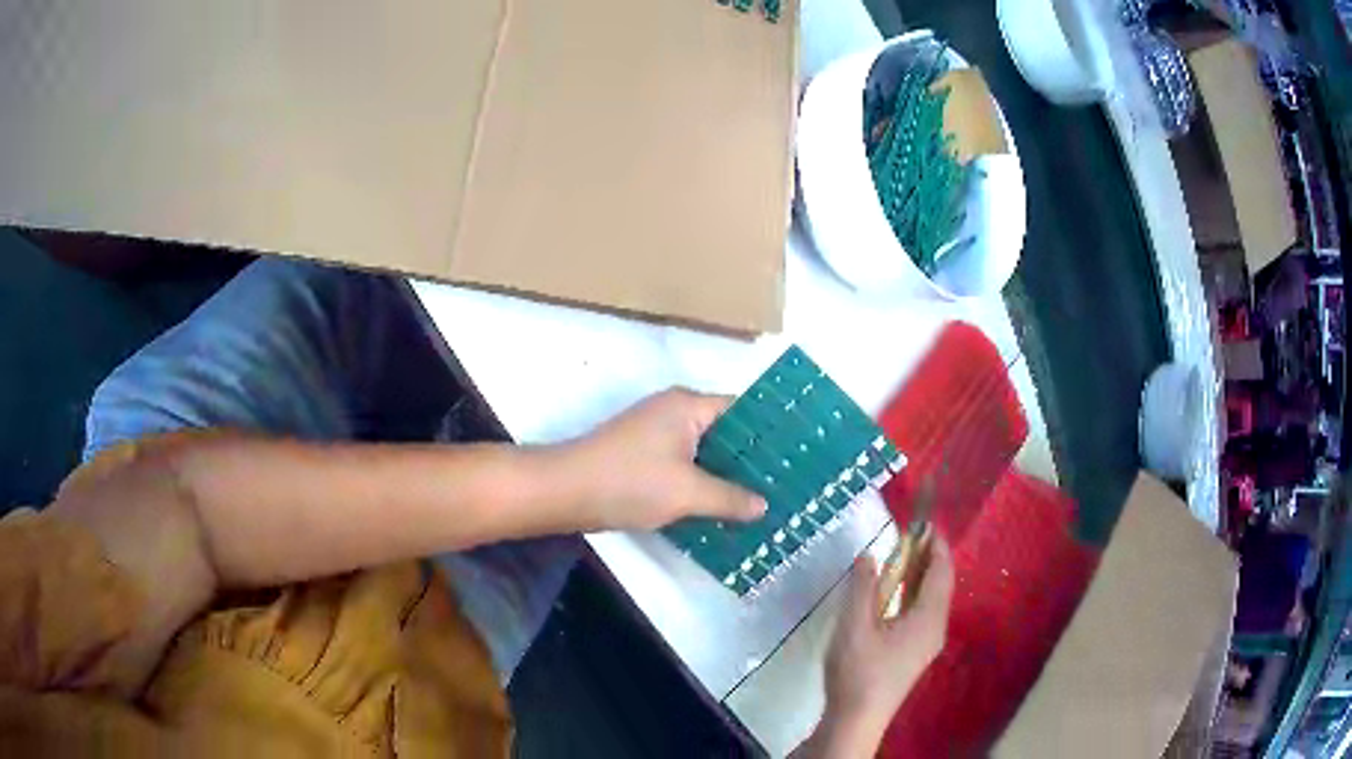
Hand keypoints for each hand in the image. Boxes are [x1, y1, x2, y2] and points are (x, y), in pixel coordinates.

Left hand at [559, 388, 766, 530]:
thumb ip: (730, 497)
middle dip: (751, 458)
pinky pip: (686, 465)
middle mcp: (674, 412)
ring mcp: (656, 434)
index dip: (770, 432)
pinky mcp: (644, 457)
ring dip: (727, 473)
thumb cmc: (629, 482)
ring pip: (705, 451)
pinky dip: (704, 482)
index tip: (797, 455)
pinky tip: (723, 507)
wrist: (564, 492)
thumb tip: (763, 505)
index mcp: (688, 406)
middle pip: (725, 431)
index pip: (742, 409)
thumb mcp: (687, 492)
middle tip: (786, 483)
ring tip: (763, 498)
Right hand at [815, 538, 954, 755]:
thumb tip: (870, 555)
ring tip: (899, 560)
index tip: (923, 523)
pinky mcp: (915, 654)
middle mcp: (935, 628)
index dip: (936, 545)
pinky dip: (913, 595)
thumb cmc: (858, 670)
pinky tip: (892, 597)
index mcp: (928, 617)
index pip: (941, 572)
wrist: (857, 718)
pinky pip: (923, 614)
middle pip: (940, 585)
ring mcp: (927, 644)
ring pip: (932, 601)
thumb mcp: (854, 625)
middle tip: (908, 537)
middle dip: (928, 558)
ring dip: (920, 577)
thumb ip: (863, 587)